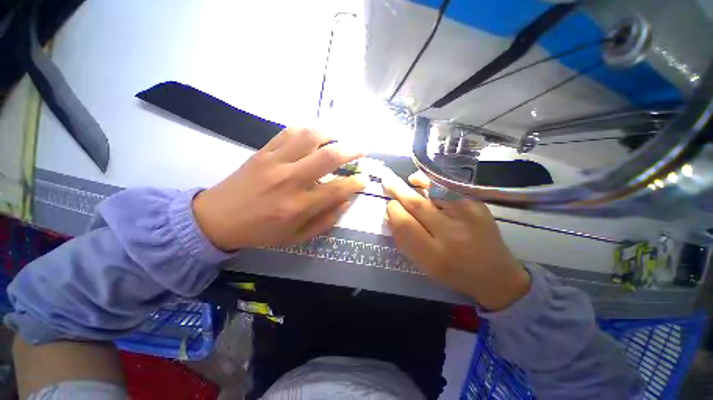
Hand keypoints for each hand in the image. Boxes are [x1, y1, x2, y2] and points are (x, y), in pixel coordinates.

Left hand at [193, 127, 365, 250]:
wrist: (218, 218)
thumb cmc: (261, 232)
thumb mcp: (297, 237)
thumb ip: (325, 220)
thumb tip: (345, 202)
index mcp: (299, 206)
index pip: (337, 189)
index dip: (356, 183)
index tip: (363, 179)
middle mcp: (290, 180)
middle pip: (328, 157)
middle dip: (351, 150)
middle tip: (361, 150)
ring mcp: (275, 162)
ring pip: (309, 137)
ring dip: (330, 135)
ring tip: (338, 140)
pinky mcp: (263, 151)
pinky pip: (288, 132)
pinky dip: (306, 130)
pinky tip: (313, 136)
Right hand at [382, 170, 529, 310]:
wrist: (496, 275)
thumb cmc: (453, 272)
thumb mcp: (423, 264)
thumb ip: (404, 239)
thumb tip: (391, 214)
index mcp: (433, 254)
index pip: (404, 224)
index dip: (393, 211)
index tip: (390, 206)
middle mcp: (450, 234)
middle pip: (416, 205)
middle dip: (398, 191)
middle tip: (387, 181)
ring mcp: (467, 216)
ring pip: (433, 191)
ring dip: (416, 183)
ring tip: (407, 180)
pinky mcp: (478, 205)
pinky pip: (448, 188)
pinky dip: (433, 183)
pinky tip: (424, 183)